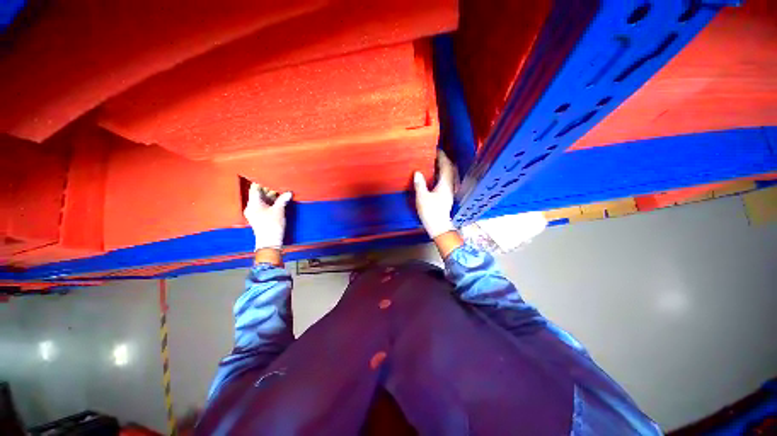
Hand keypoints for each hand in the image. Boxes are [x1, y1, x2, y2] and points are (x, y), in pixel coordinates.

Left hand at [244, 183, 291, 250]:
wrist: (269, 242)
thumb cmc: (272, 225)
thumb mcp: (279, 210)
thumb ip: (283, 199)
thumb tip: (289, 192)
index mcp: (253, 203)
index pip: (255, 188)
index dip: (262, 182)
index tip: (270, 178)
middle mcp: (251, 207)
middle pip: (259, 194)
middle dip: (269, 190)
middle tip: (280, 186)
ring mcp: (255, 212)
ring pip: (262, 200)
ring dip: (271, 197)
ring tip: (281, 193)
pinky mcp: (259, 217)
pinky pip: (264, 206)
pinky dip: (271, 203)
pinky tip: (279, 201)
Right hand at [413, 151, 456, 238]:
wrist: (439, 227)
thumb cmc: (431, 212)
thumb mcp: (422, 198)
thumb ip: (420, 184)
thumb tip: (417, 173)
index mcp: (445, 184)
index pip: (446, 166)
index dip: (442, 157)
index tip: (436, 150)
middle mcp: (451, 186)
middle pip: (451, 169)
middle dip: (445, 161)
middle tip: (435, 156)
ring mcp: (451, 192)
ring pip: (450, 176)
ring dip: (445, 168)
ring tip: (435, 164)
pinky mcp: (448, 197)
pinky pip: (448, 181)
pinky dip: (443, 176)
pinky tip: (436, 177)